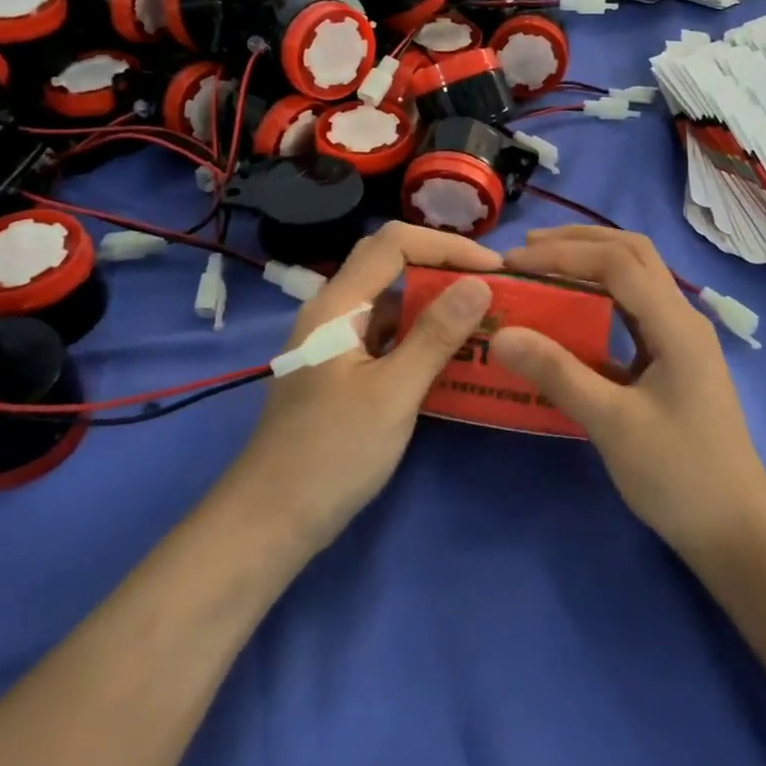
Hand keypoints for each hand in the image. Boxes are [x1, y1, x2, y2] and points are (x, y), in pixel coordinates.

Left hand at [226, 223, 499, 551]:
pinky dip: (422, 336)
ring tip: (483, 316)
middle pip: (391, 265)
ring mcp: (337, 342)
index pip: (394, 244)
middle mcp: (334, 312)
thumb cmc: (331, 454)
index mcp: (337, 305)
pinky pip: (389, 336)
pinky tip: (454, 355)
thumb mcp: (392, 393)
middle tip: (492, 286)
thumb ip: (435, 335)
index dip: (447, 246)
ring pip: (392, 303)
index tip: (495, 268)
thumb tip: (479, 283)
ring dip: (436, 303)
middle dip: (443, 267)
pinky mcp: (344, 371)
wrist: (271, 522)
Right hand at [493, 227, 765, 556]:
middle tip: (527, 250)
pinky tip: (571, 312)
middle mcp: (682, 318)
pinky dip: (600, 295)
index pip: (616, 261)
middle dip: (580, 242)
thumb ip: (558, 373)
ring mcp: (680, 338)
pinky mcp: (672, 360)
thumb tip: (502, 333)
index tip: (514, 263)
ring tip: (543, 267)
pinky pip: (633, 309)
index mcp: (676, 324)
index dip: (563, 253)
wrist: (735, 530)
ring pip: (636, 277)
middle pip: (633, 253)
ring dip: (591, 262)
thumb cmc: (678, 475)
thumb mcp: (612, 424)